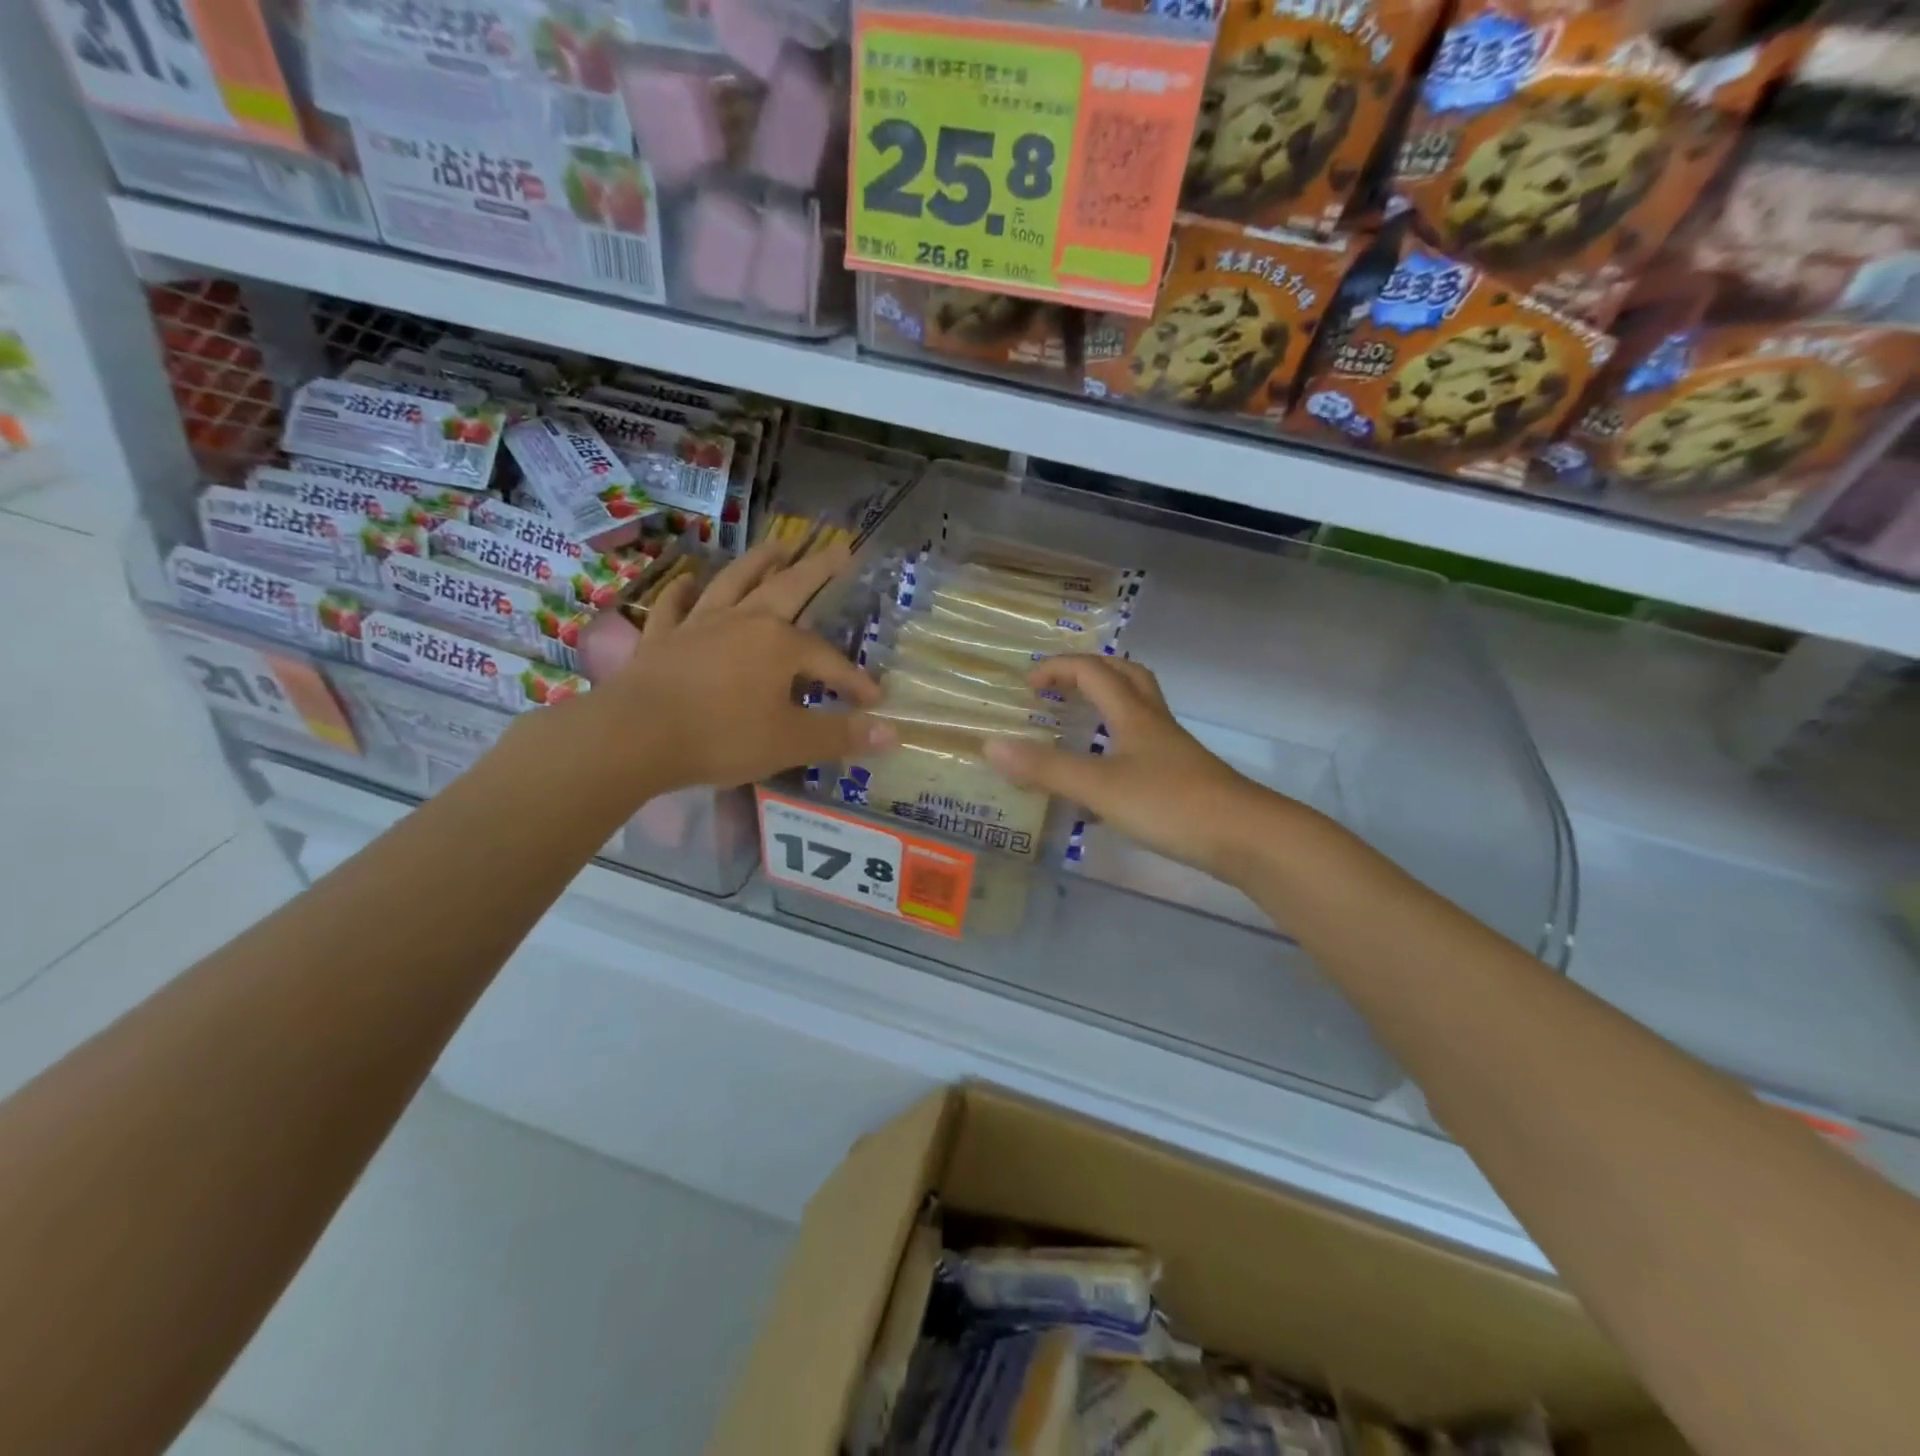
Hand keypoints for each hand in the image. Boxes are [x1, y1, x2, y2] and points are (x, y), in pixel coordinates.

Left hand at [573, 538, 888, 795]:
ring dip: (757, 562)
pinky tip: (688, 580)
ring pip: (734, 583)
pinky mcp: (662, 638)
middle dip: (817, 569)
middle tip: (840, 548)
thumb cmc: (722, 737)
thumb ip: (841, 735)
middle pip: (787, 588)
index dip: (854, 681)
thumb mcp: (791, 742)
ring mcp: (699, 625)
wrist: (635, 736)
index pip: (829, 661)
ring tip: (777, 545)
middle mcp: (744, 622)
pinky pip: (675, 606)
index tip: (873, 700)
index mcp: (779, 645)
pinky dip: (683, 591)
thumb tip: (893, 732)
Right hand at [982, 655, 1293, 885]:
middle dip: (1090, 671)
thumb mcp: (1100, 786)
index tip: (1028, 684)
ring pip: (1138, 711)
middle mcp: (1154, 724)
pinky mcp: (1182, 780)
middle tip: (1058, 687)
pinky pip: (1143, 747)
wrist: (1246, 837)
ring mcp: (1172, 752)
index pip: (1093, 672)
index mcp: (1133, 715)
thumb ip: (1046, 768)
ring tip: (1078, 723)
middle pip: (1126, 676)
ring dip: (1107, 705)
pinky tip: (1103, 778)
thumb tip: (990, 745)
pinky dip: (1117, 747)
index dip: (1058, 669)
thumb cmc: (1171, 804)